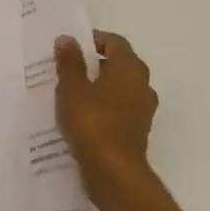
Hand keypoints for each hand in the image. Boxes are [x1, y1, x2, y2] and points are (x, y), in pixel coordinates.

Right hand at [54, 31, 158, 203]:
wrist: (113, 172)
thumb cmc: (92, 122)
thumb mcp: (72, 88)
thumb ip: (69, 62)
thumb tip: (67, 38)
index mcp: (129, 68)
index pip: (114, 42)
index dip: (92, 40)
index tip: (70, 47)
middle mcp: (142, 84)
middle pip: (119, 64)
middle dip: (94, 63)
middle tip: (67, 68)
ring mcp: (142, 109)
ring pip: (119, 87)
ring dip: (98, 86)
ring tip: (70, 93)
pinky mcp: (137, 130)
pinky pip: (119, 108)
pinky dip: (103, 106)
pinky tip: (81, 116)